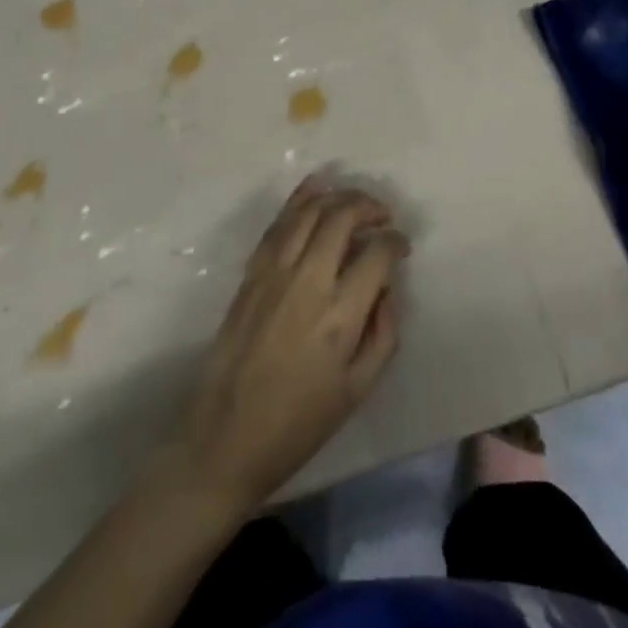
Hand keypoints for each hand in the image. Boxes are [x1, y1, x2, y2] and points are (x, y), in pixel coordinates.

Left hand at [168, 178, 406, 513]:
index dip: (396, 242)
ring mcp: (274, 273)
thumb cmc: (299, 423)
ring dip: (337, 197)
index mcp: (339, 316)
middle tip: (382, 216)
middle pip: (342, 218)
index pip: (377, 254)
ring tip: (355, 202)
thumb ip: (383, 333)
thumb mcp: (358, 390)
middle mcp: (308, 282)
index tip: (401, 246)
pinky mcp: (251, 273)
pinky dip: (299, 199)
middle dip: (369, 207)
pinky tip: (315, 188)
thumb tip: (387, 287)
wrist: (226, 439)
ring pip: (309, 212)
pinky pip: (278, 224)